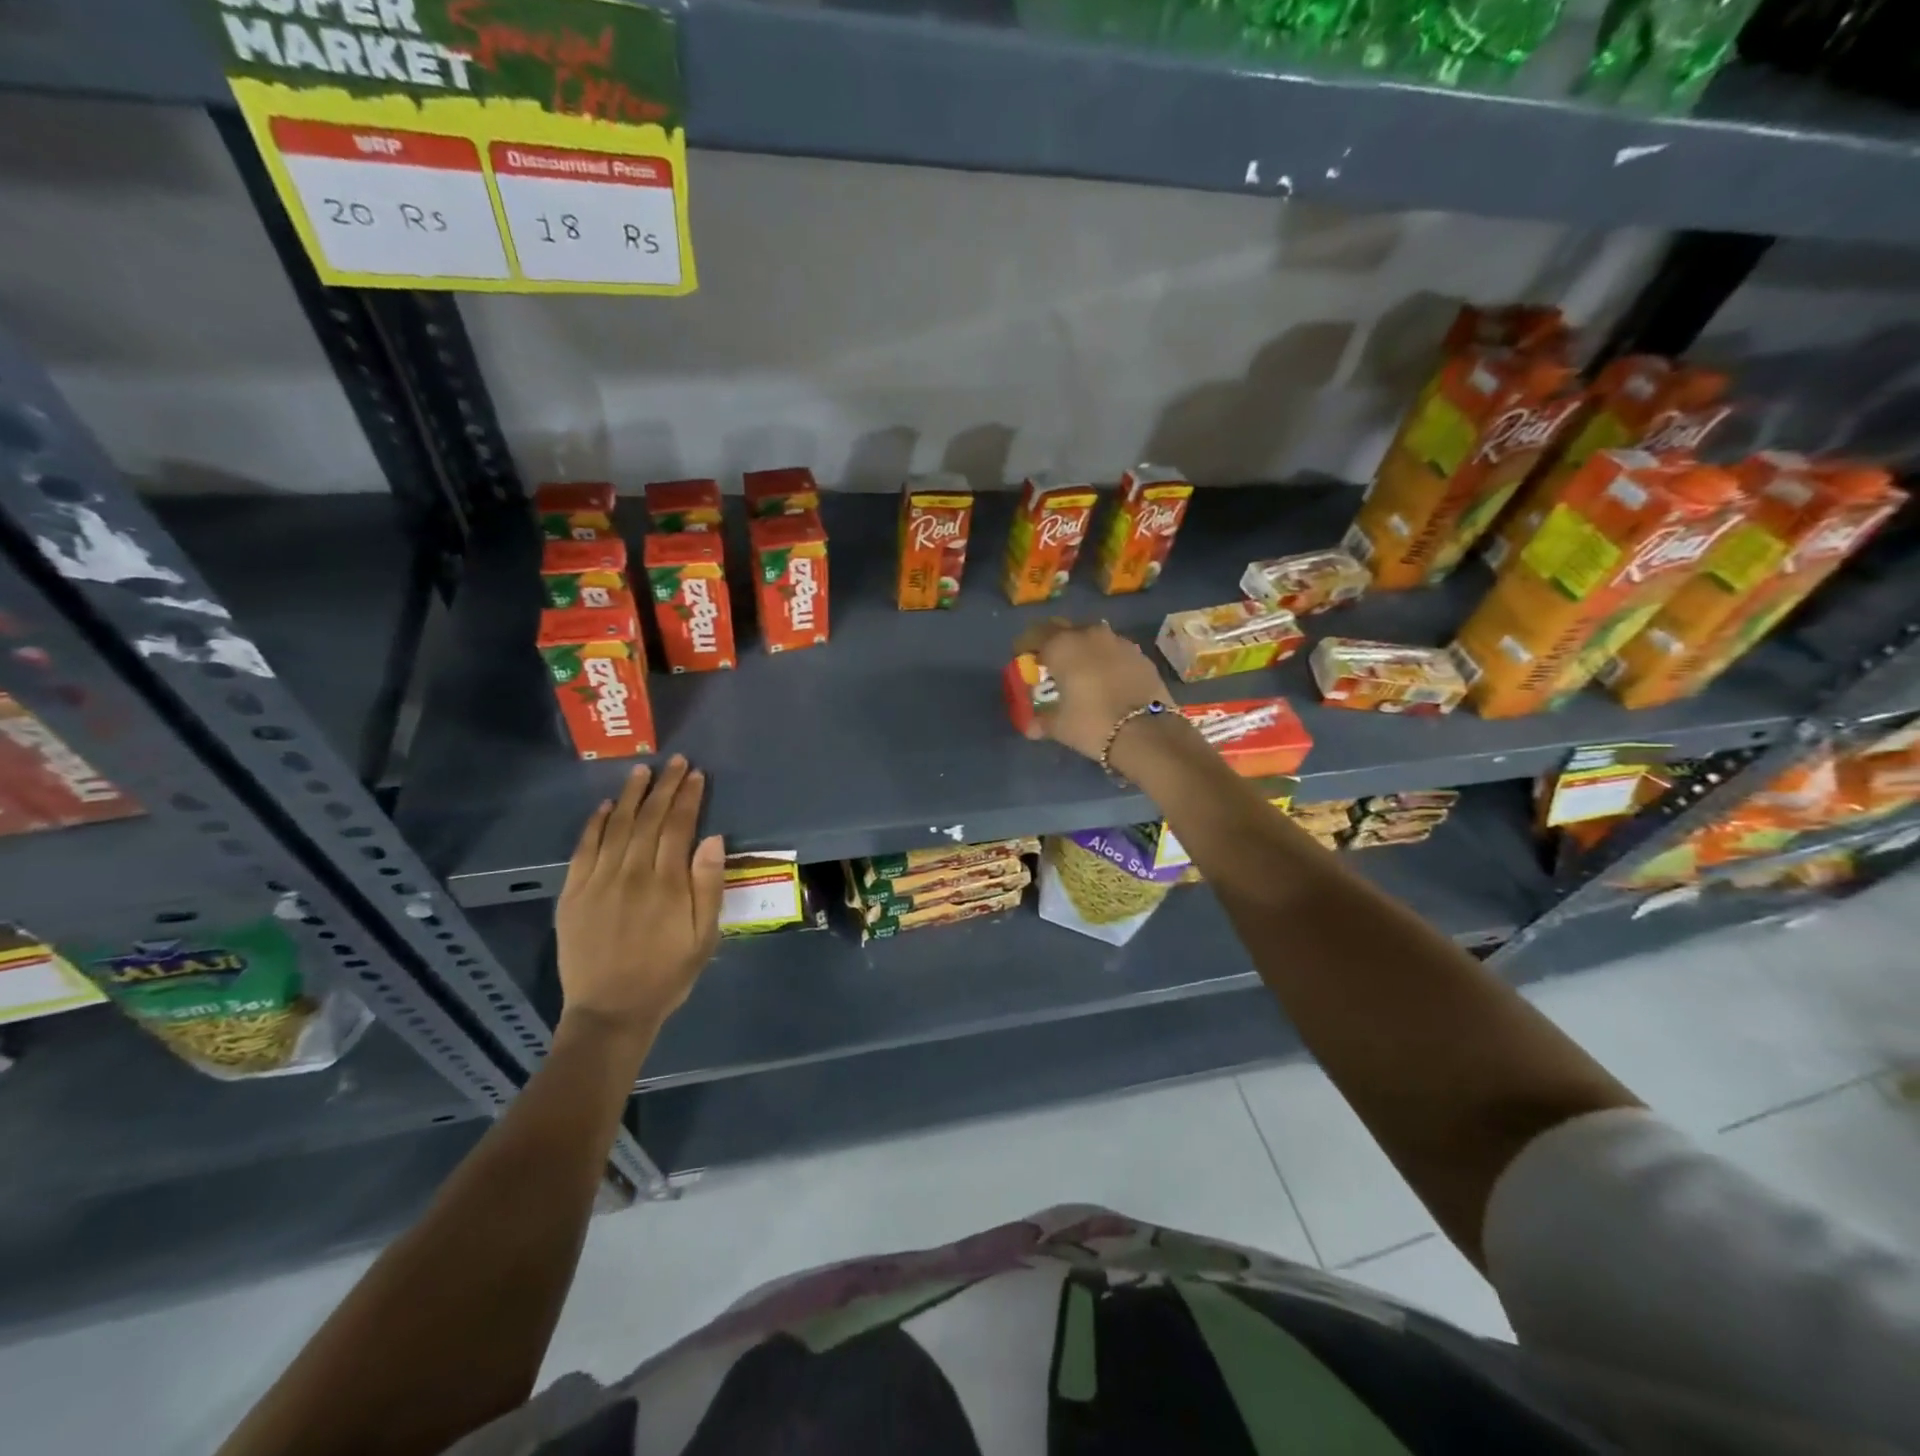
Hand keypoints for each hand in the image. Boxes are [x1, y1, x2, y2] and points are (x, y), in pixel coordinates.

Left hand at [555, 757, 725, 1044]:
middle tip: (676, 762)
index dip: (689, 797)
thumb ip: (708, 886)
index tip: (696, 774)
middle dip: (665, 787)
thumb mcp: (704, 936)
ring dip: (632, 795)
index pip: (679, 826)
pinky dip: (596, 823)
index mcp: (667, 883)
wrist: (611, 1011)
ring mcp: (598, 881)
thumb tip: (713, 839)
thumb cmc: (668, 974)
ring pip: (617, 826)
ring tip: (643, 771)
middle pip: (650, 819)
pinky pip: (584, 848)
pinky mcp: (573, 893)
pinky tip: (607, 806)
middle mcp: (632, 873)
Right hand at [1015, 619, 1175, 763]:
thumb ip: (1041, 721)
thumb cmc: (1092, 723)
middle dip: (1053, 642)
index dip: (1024, 645)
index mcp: (1062, 645)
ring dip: (1082, 649)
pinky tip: (1106, 680)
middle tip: (1049, 663)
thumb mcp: (1059, 726)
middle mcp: (1089, 634)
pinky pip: (1114, 650)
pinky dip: (1105, 660)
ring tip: (1079, 672)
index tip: (1021, 658)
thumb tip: (1030, 727)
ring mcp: (1119, 641)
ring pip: (1092, 637)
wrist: (1146, 732)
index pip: (1034, 633)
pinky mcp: (1140, 655)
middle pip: (1064, 629)